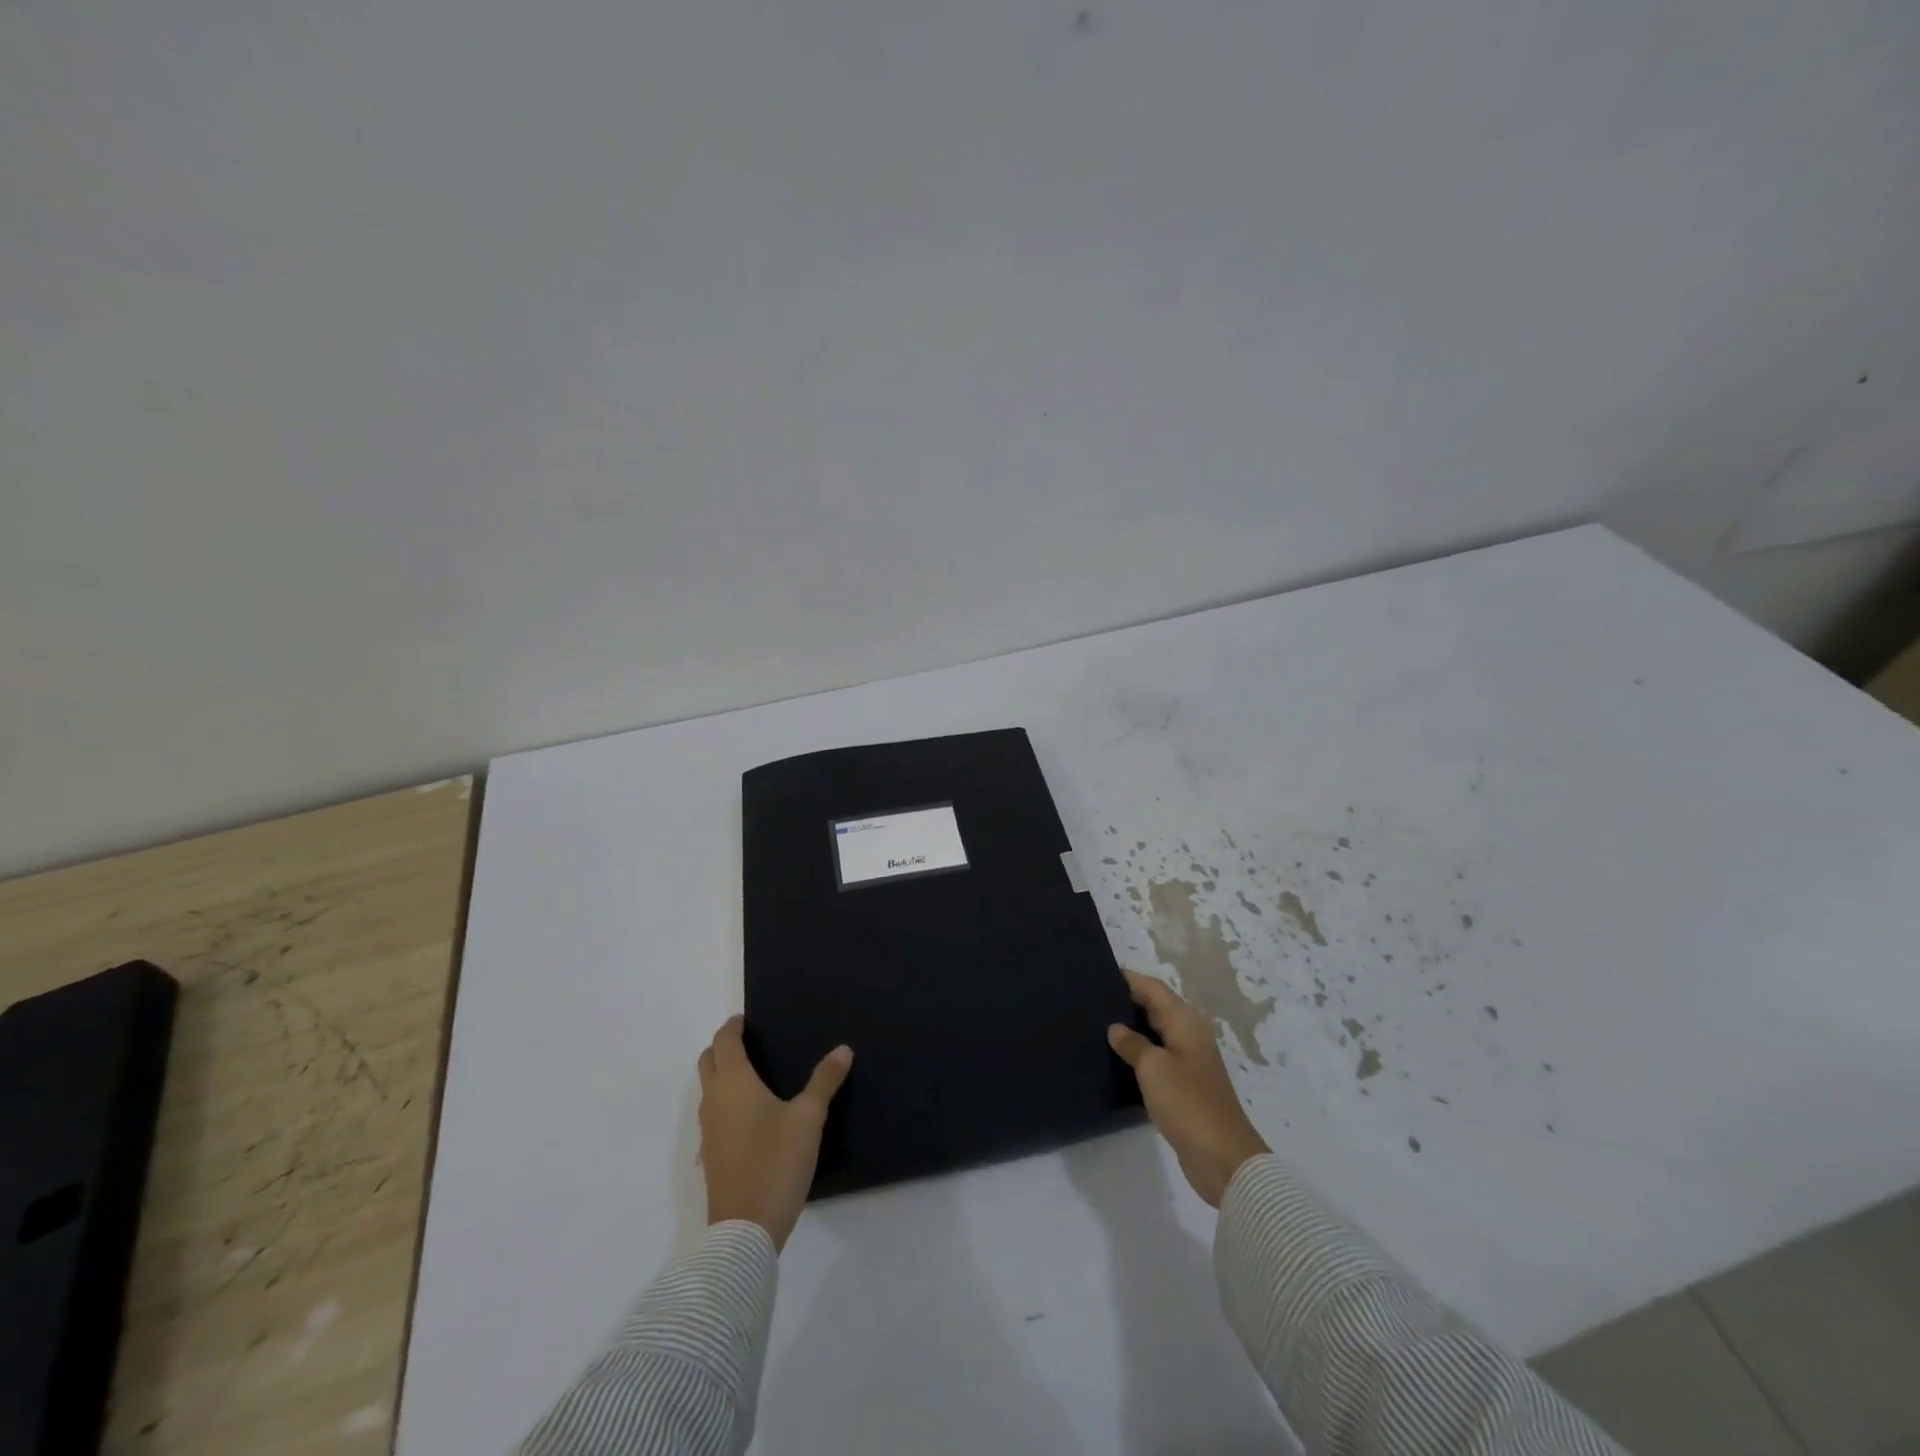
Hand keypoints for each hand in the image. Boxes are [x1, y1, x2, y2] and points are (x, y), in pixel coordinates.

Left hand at [697, 1016, 852, 1250]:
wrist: (745, 1230)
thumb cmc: (776, 1162)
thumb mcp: (808, 1119)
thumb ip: (824, 1081)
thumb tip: (843, 1049)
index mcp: (733, 1083)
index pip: (724, 1042)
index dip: (733, 1027)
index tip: (746, 1019)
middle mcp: (714, 1101)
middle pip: (708, 1062)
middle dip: (723, 1047)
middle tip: (749, 1042)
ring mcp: (708, 1130)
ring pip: (708, 1089)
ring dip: (722, 1074)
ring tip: (754, 1075)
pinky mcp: (711, 1155)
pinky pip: (713, 1113)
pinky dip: (724, 1101)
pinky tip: (749, 1115)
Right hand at [1108, 971, 1269, 1206]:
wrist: (1223, 1159)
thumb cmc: (1188, 1104)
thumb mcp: (1154, 1068)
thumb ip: (1132, 1043)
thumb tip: (1116, 1028)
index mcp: (1185, 1022)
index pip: (1153, 988)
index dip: (1128, 979)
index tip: (1099, 974)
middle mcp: (1189, 1034)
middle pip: (1155, 1007)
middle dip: (1127, 1001)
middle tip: (1090, 999)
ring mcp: (1188, 1061)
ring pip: (1155, 1033)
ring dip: (1131, 1028)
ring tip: (1096, 1025)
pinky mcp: (1184, 1085)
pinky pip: (1157, 1057)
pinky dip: (1138, 1052)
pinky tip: (1116, 1058)